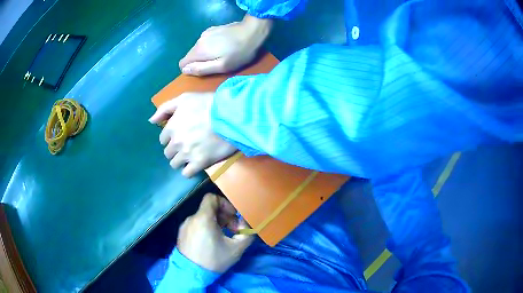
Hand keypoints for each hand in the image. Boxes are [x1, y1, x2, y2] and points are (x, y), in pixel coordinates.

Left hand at [149, 92, 236, 176]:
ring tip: (191, 155)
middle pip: (168, 153)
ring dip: (181, 160)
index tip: (180, 135)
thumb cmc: (207, 104)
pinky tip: (195, 164)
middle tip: (187, 145)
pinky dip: (189, 170)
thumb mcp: (184, 98)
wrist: (230, 116)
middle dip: (175, 150)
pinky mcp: (199, 163)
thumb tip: (151, 121)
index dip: (170, 138)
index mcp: (171, 127)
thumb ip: (165, 109)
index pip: (162, 139)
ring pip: (175, 164)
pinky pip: (187, 174)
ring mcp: (187, 154)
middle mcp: (176, 143)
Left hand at [178, 193, 252, 272]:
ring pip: (203, 218)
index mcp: (203, 218)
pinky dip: (205, 229)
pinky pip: (196, 225)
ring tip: (223, 238)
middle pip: (209, 209)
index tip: (233, 215)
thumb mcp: (236, 249)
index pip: (212, 198)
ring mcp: (185, 226)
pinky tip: (211, 243)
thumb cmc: (214, 259)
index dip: (225, 203)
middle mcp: (192, 218)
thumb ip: (247, 233)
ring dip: (216, 224)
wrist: (191, 274)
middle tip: (233, 230)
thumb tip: (246, 225)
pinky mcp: (182, 234)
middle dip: (224, 217)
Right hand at [179, 15, 271, 75]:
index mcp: (198, 51)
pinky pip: (206, 41)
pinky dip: (211, 45)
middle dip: (200, 61)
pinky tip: (224, 45)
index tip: (204, 70)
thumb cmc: (239, 52)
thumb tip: (184, 70)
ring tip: (222, 54)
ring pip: (199, 48)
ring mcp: (205, 33)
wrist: (252, 31)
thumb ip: (201, 69)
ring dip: (206, 53)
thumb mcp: (222, 66)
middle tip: (217, 63)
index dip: (190, 69)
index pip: (182, 63)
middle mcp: (198, 40)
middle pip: (191, 55)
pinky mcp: (213, 29)